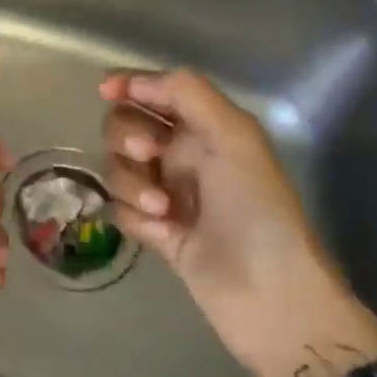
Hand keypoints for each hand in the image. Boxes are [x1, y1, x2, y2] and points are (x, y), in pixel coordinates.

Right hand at [100, 70, 376, 376]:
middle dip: (127, 136)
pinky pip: (120, 208)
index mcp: (206, 128)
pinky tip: (161, 233)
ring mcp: (167, 194)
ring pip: (117, 168)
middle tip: (149, 156)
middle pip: (125, 126)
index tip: (107, 92)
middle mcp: (183, 155)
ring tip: (161, 208)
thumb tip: (130, 82)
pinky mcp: (156, 231)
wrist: (269, 294)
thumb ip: (185, 94)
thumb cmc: (257, 208)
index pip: (156, 91)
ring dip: (130, 182)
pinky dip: (135, 216)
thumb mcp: (233, 136)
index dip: (129, 84)